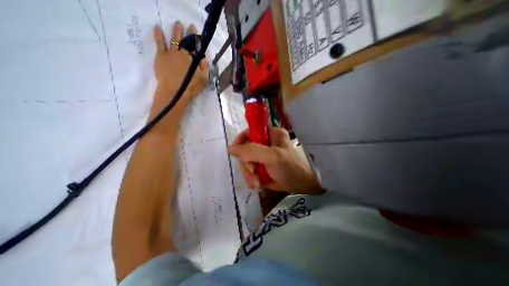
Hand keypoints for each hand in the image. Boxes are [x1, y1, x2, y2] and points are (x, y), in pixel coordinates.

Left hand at [151, 21, 206, 108]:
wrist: (174, 91)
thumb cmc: (190, 87)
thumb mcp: (203, 80)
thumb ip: (204, 68)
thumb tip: (204, 58)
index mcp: (193, 59)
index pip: (196, 47)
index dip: (198, 40)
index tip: (199, 33)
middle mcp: (182, 53)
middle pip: (186, 41)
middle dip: (189, 33)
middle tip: (190, 26)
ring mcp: (171, 53)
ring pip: (174, 39)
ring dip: (176, 30)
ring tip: (178, 24)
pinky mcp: (161, 55)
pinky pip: (159, 42)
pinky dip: (158, 34)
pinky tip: (157, 27)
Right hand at [229, 126, 323, 194]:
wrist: (298, 185)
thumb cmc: (289, 167)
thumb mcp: (271, 156)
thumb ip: (251, 151)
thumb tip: (230, 149)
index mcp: (270, 133)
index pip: (249, 131)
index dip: (240, 140)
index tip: (235, 152)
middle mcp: (265, 142)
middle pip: (245, 149)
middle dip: (247, 164)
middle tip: (253, 171)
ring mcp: (263, 155)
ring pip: (246, 162)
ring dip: (249, 174)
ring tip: (256, 182)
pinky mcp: (261, 166)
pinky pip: (249, 170)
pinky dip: (251, 178)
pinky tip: (257, 184)